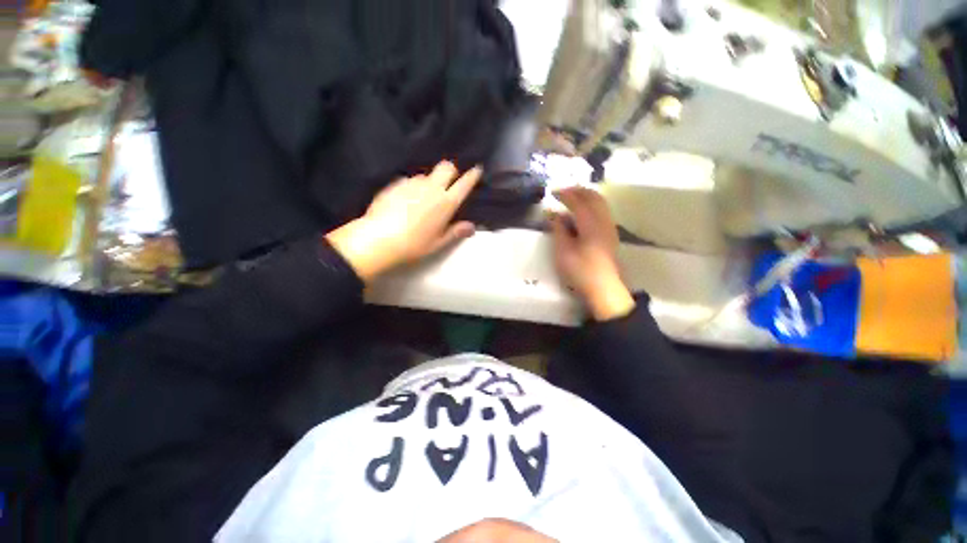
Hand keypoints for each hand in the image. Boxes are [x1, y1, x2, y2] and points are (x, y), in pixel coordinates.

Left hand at [326, 161, 481, 281]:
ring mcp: (413, 183)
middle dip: (451, 170)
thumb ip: (456, 232)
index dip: (472, 175)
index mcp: (446, 202)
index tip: (476, 170)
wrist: (379, 238)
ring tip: (424, 196)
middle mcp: (432, 188)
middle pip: (446, 166)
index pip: (464, 183)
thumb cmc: (414, 244)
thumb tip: (471, 226)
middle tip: (449, 181)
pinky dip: (413, 186)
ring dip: (430, 181)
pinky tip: (406, 199)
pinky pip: (410, 180)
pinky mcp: (396, 183)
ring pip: (427, 174)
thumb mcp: (438, 243)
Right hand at [551, 187, 634, 320]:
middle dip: (578, 191)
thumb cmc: (580, 270)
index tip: (553, 192)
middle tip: (563, 191)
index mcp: (591, 223)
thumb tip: (553, 214)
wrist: (603, 288)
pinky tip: (582, 214)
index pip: (578, 201)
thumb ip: (558, 229)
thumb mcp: (563, 250)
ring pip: (600, 203)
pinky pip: (602, 212)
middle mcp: (604, 221)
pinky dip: (591, 206)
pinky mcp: (611, 236)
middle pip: (594, 197)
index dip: (565, 194)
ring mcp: (609, 228)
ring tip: (572, 199)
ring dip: (586, 197)